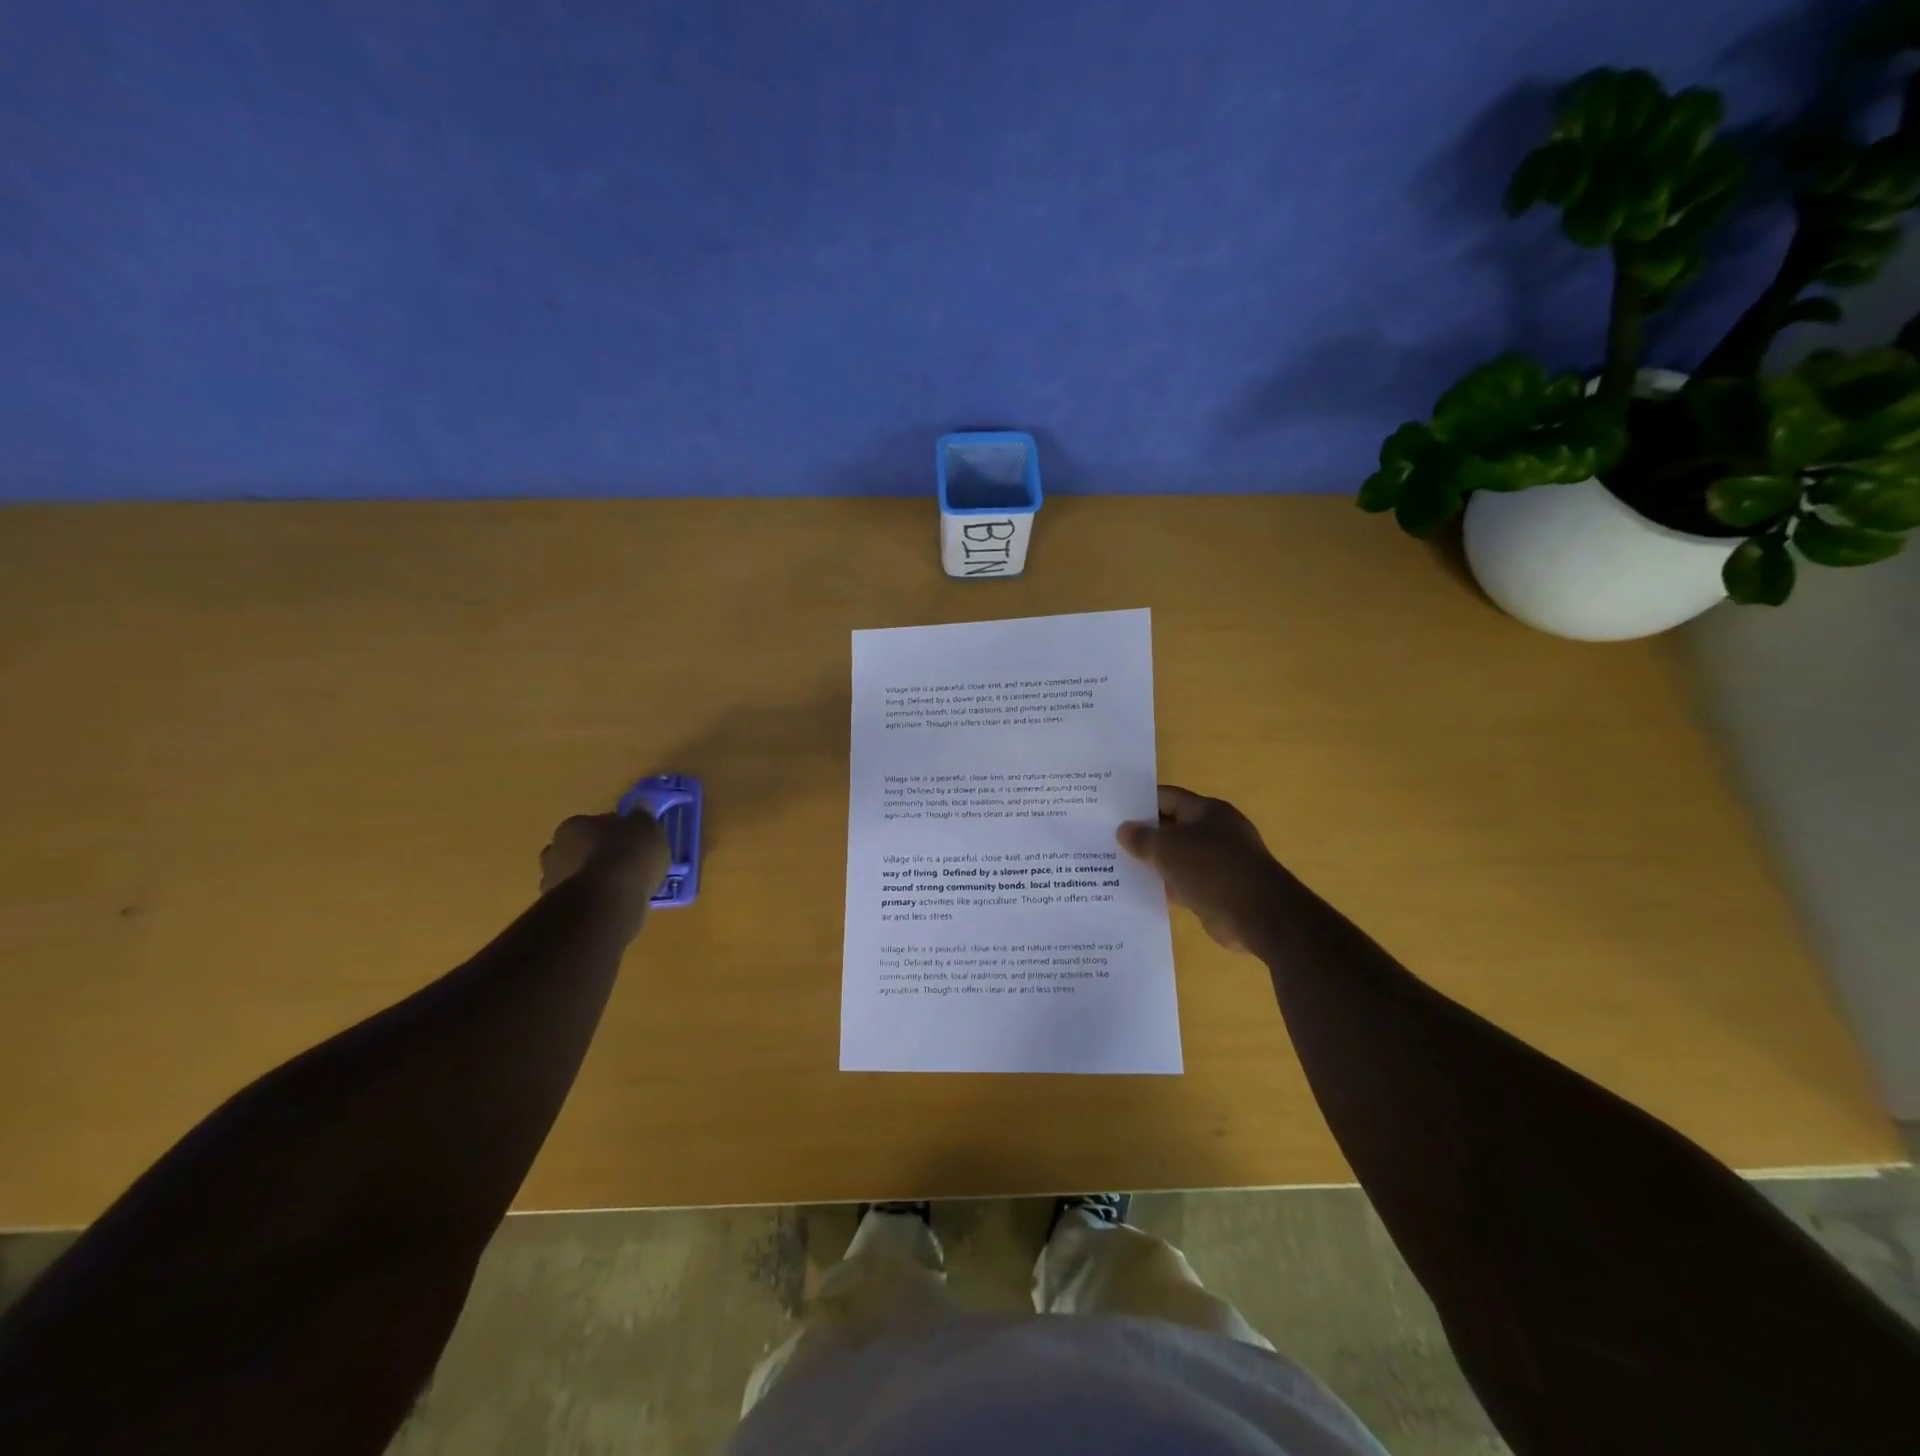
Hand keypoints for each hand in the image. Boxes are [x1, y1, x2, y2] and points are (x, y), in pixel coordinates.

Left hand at [539, 811, 669, 900]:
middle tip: (624, 866)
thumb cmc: (627, 855)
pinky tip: (615, 905)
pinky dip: (594, 902)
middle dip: (597, 856)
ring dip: (594, 881)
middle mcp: (554, 850)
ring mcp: (552, 882)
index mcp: (573, 825)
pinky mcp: (557, 910)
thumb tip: (638, 813)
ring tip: (621, 889)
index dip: (616, 832)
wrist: (607, 901)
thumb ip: (641, 819)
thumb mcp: (648, 828)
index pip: (595, 824)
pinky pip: (581, 900)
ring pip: (577, 876)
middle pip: (579, 849)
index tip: (633, 843)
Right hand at [1117, 785, 1287, 953]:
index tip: (1112, 811)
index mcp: (1207, 811)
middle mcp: (1215, 832)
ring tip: (1115, 865)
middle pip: (1171, 827)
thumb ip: (1142, 838)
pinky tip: (1139, 891)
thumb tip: (1123, 830)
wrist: (1259, 916)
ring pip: (1177, 857)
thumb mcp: (1168, 848)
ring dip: (1152, 863)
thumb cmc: (1212, 869)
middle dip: (1143, 834)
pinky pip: (1184, 882)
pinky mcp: (1217, 890)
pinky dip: (1165, 886)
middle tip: (1107, 839)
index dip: (1140, 802)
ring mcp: (1218, 862)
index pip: (1167, 797)